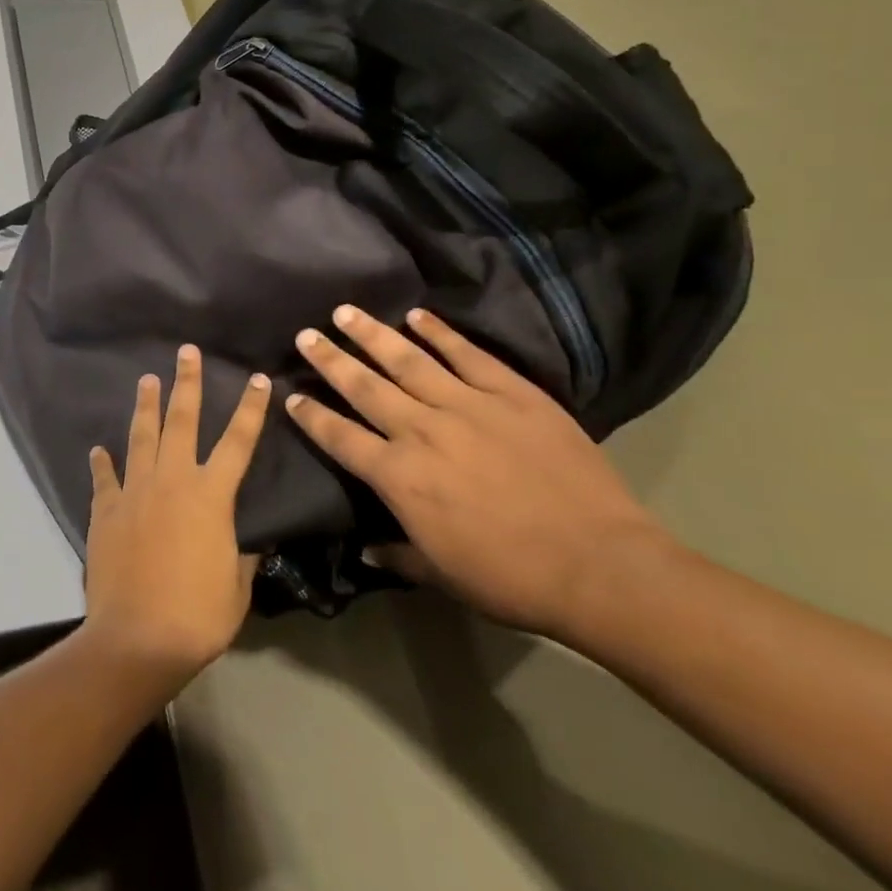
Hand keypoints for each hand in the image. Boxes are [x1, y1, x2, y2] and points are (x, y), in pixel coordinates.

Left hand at [82, 346, 266, 688]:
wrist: (137, 638)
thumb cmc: (198, 615)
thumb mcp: (236, 587)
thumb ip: (241, 556)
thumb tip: (246, 542)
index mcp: (211, 495)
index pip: (239, 441)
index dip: (251, 409)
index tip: (258, 379)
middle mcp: (172, 480)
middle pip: (182, 420)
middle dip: (187, 383)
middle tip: (186, 352)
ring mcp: (135, 491)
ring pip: (141, 436)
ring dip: (146, 405)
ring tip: (146, 379)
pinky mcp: (106, 509)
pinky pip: (104, 478)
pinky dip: (102, 463)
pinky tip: (98, 449)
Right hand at [285, 305, 670, 637]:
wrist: (600, 566)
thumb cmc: (513, 579)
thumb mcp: (445, 576)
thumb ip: (399, 556)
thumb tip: (365, 548)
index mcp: (400, 478)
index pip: (340, 437)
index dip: (312, 416)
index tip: (290, 395)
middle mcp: (422, 431)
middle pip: (363, 387)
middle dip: (330, 360)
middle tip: (305, 334)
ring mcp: (467, 406)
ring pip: (407, 360)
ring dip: (372, 335)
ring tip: (346, 312)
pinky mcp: (511, 393)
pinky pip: (466, 354)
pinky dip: (440, 332)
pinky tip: (417, 315)